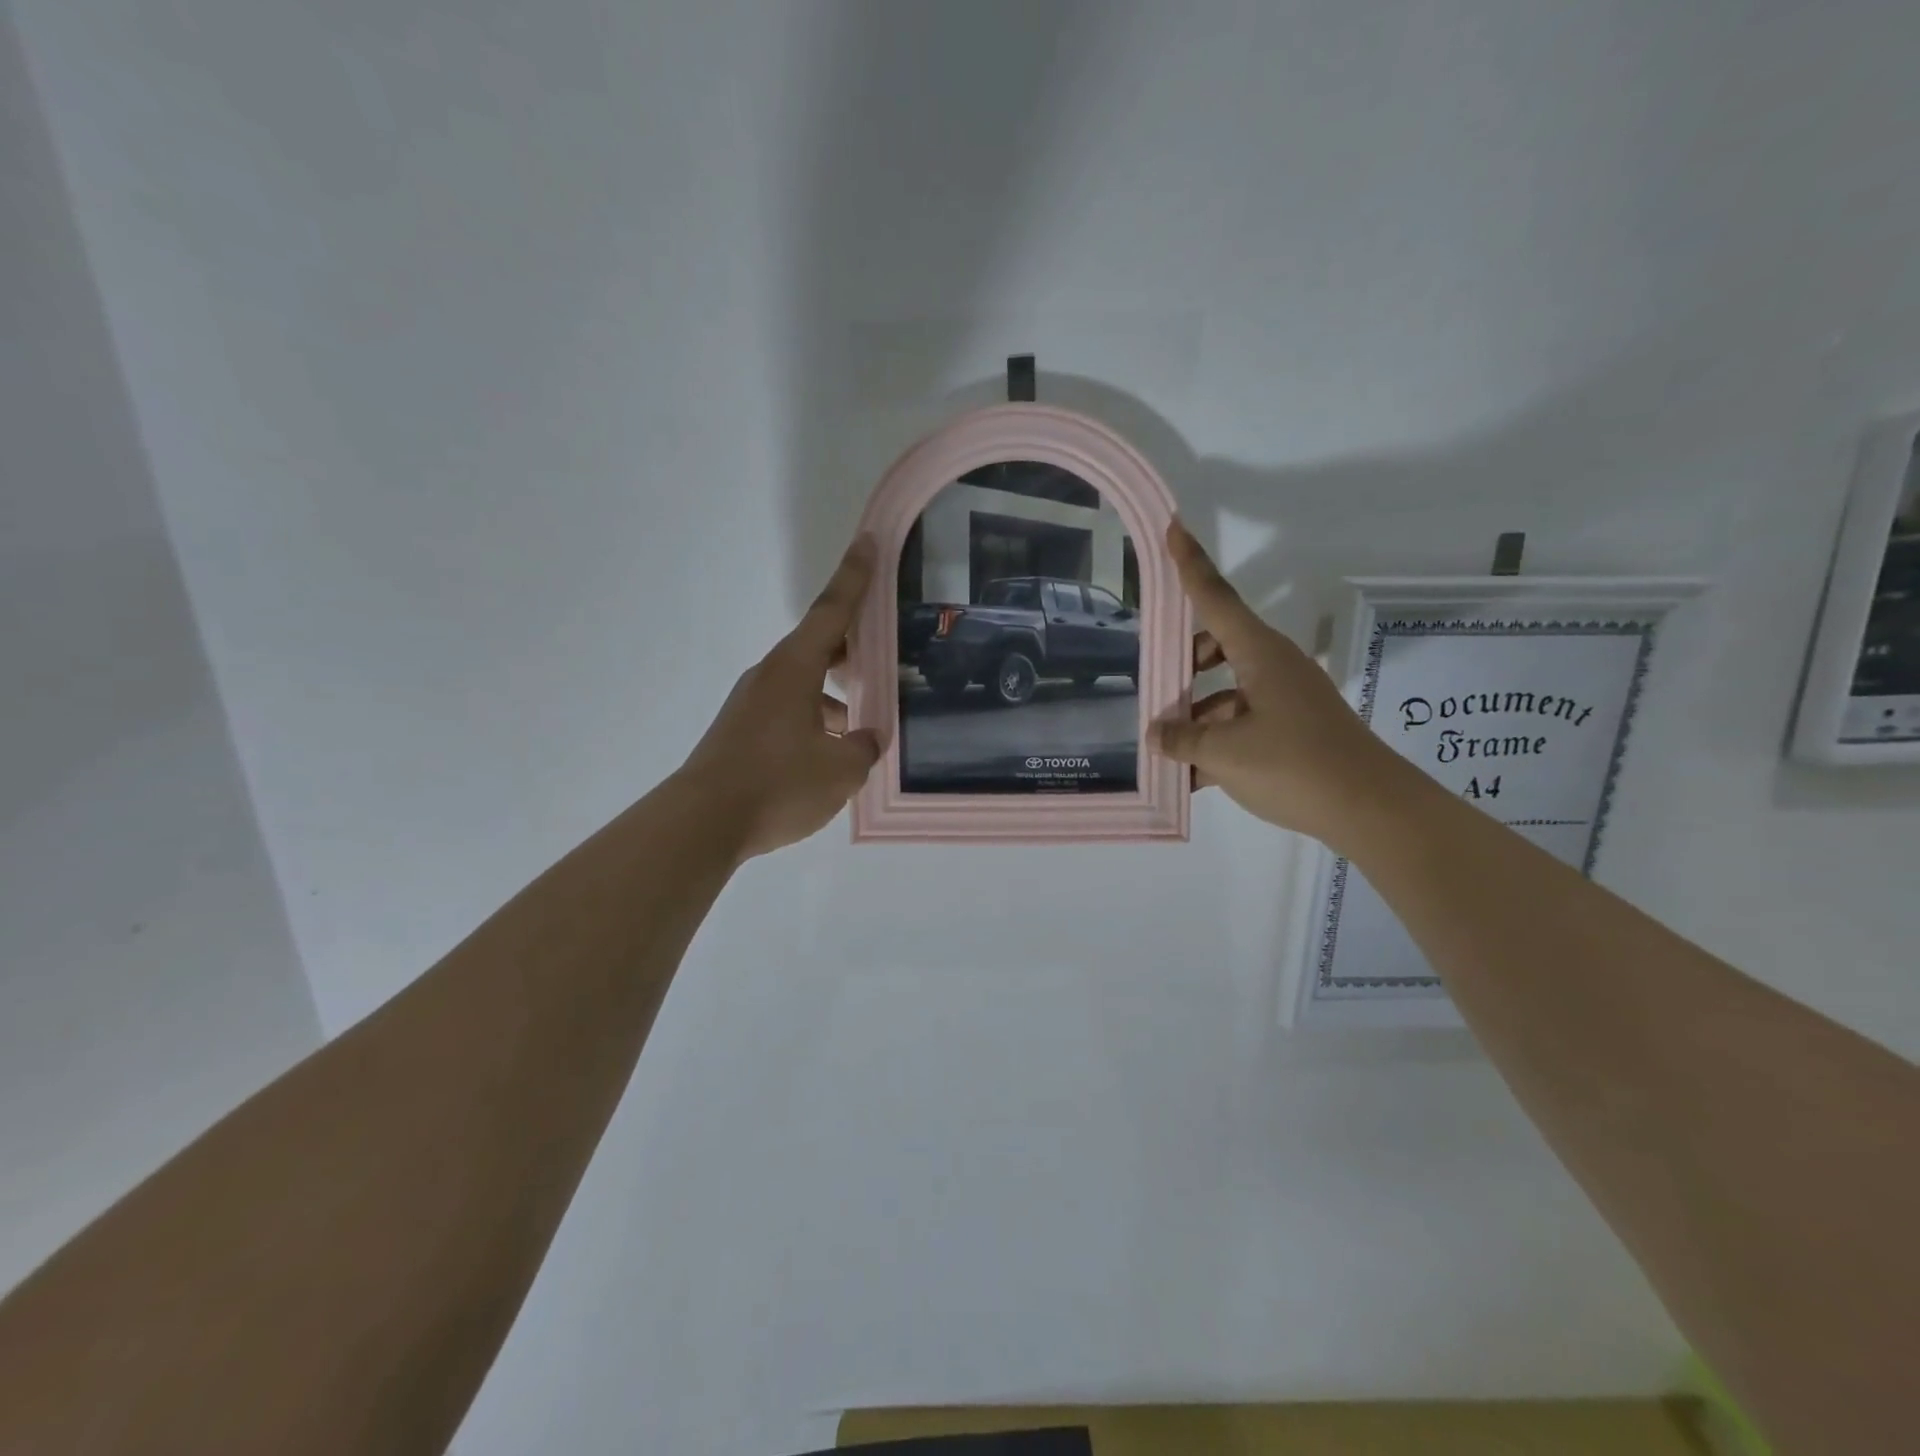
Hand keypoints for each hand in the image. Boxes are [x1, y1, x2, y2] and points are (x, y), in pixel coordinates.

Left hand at [679, 536, 883, 857]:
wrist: (702, 823)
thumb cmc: (778, 784)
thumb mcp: (841, 770)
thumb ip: (864, 748)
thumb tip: (865, 739)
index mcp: (795, 668)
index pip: (832, 611)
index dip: (854, 577)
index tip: (867, 542)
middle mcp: (770, 675)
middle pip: (818, 647)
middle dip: (853, 650)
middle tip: (885, 660)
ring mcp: (751, 703)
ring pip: (805, 684)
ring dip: (835, 694)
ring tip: (865, 724)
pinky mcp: (742, 731)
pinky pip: (789, 711)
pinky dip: (816, 720)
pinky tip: (832, 754)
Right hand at [1149, 521, 1413, 847]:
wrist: (1371, 809)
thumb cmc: (1294, 765)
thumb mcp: (1224, 753)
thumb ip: (1182, 739)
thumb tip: (1156, 734)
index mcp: (1260, 654)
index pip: (1215, 599)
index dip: (1190, 564)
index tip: (1173, 527)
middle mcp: (1275, 667)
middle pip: (1219, 645)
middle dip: (1185, 660)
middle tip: (1155, 682)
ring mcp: (1288, 699)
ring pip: (1229, 690)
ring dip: (1197, 712)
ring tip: (1167, 747)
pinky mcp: (1295, 729)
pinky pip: (1244, 721)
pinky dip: (1218, 740)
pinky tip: (1193, 775)